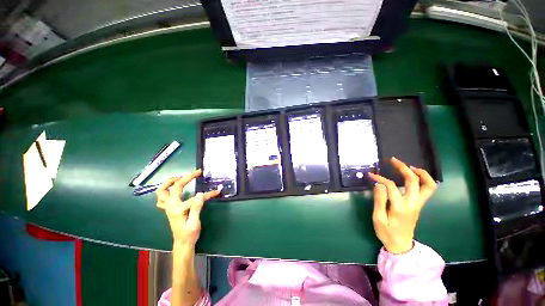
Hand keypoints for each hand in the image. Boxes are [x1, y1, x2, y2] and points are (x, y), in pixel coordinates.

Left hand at [156, 169, 219, 246]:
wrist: (182, 243)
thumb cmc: (190, 234)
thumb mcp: (195, 222)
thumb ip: (196, 207)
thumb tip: (200, 193)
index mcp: (178, 210)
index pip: (195, 198)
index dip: (208, 194)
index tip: (217, 191)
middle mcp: (170, 206)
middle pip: (176, 187)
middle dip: (188, 177)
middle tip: (197, 172)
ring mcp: (168, 207)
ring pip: (161, 191)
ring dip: (169, 182)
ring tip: (180, 177)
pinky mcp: (168, 209)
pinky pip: (161, 198)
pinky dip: (165, 190)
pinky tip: (173, 189)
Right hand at [368, 157, 436, 253]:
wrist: (401, 246)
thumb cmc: (387, 233)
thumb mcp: (378, 219)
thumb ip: (379, 201)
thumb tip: (379, 184)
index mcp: (401, 207)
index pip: (392, 186)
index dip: (380, 178)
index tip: (371, 175)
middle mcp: (413, 204)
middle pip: (415, 181)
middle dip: (404, 168)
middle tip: (393, 160)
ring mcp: (418, 204)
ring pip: (428, 185)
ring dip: (420, 173)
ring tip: (408, 166)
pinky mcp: (418, 205)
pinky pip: (426, 189)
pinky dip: (422, 179)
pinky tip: (412, 176)